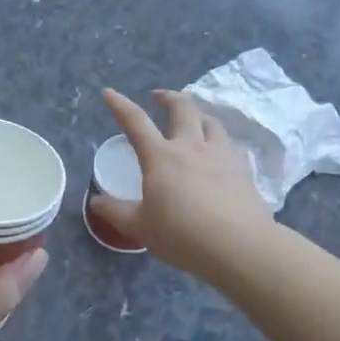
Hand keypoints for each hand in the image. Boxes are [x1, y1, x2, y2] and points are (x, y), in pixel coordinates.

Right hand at [95, 89, 273, 279]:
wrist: (240, 247)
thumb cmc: (182, 236)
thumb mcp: (140, 227)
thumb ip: (116, 212)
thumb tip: (96, 201)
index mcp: (161, 157)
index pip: (136, 122)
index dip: (120, 105)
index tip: (109, 93)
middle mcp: (191, 146)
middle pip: (182, 107)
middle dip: (168, 97)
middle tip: (159, 98)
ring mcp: (221, 155)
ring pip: (210, 121)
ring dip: (197, 114)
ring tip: (192, 119)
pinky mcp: (243, 170)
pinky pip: (229, 144)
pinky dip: (218, 140)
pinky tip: (218, 152)